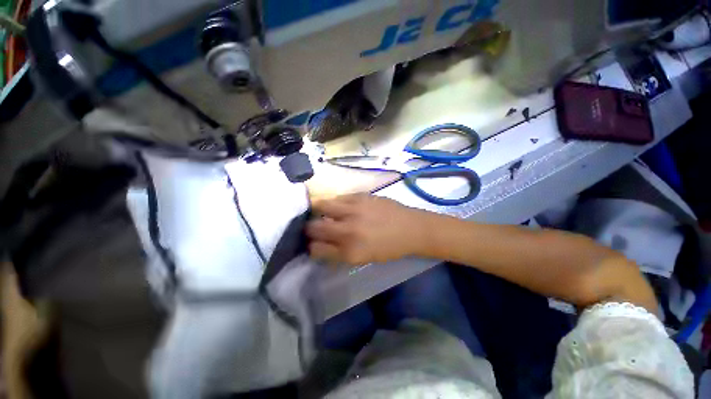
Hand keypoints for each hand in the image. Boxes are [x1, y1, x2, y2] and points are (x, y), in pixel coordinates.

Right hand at [307, 194, 427, 265]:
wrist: (411, 229)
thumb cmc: (389, 248)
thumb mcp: (363, 258)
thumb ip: (339, 253)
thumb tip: (321, 244)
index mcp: (349, 252)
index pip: (315, 249)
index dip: (311, 247)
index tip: (313, 244)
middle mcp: (347, 231)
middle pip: (313, 227)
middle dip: (309, 229)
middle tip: (314, 227)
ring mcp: (353, 210)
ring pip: (320, 206)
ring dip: (317, 210)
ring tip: (322, 213)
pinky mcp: (360, 196)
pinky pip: (338, 197)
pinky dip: (335, 203)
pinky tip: (340, 206)